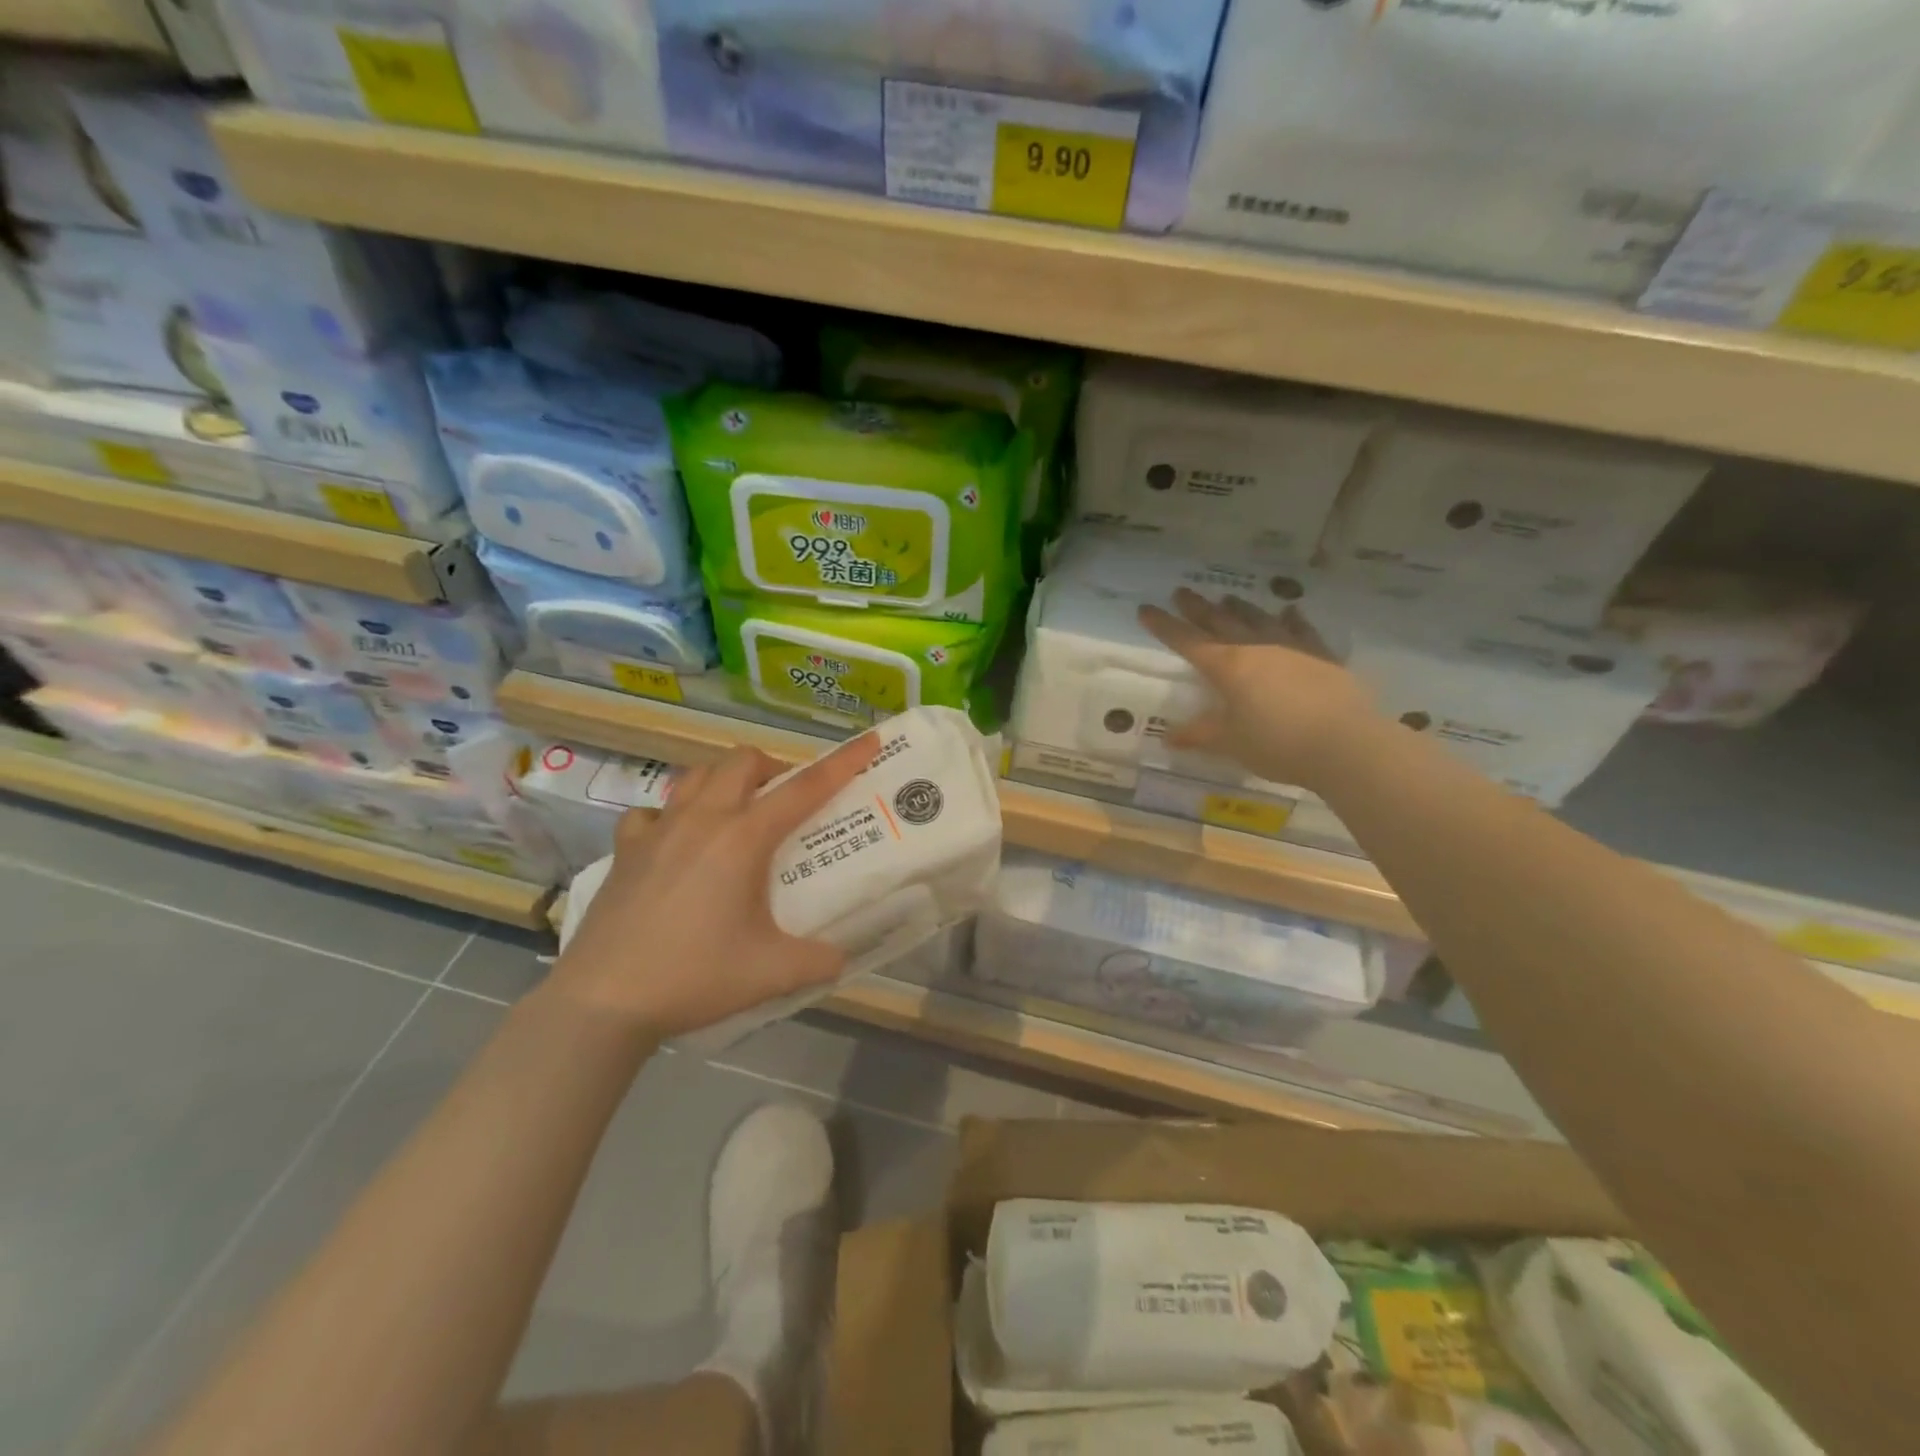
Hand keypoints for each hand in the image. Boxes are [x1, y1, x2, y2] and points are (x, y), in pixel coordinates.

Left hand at [551, 736, 877, 1038]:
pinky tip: (675, 842)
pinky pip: (652, 812)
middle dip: (772, 768)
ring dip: (725, 781)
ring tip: (736, 813)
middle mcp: (702, 820)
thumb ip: (819, 960)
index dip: (843, 762)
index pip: (805, 789)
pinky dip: (671, 816)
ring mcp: (658, 830)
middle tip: (785, 801)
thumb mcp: (772, 973)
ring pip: (696, 775)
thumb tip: (841, 957)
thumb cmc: (694, 976)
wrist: (604, 1001)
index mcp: (743, 838)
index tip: (869, 741)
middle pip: (742, 761)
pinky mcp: (625, 850)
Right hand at [1139, 588, 1377, 790]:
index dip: (1164, 626)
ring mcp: (1291, 648)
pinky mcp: (1321, 657)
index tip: (1146, 609)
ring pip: (1258, 619)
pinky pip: (1302, 629)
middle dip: (1197, 608)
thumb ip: (1200, 735)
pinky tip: (1288, 610)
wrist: (1346, 743)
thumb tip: (1169, 737)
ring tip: (1226, 597)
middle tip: (1181, 591)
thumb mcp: (1231, 743)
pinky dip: (1291, 619)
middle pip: (1220, 622)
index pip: (1187, 641)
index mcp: (1228, 667)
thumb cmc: (1278, 744)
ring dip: (1240, 608)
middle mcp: (1256, 648)